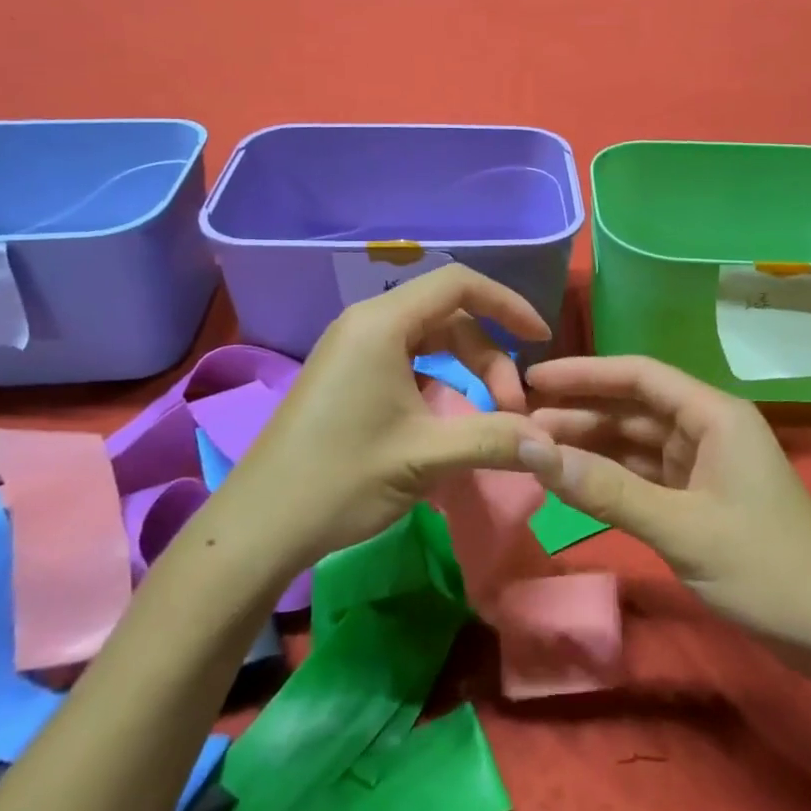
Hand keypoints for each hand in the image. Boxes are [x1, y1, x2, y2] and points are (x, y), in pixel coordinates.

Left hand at [223, 266, 557, 568]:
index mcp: (382, 323)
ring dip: (465, 369)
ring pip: (429, 339)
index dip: (507, 304)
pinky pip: (406, 358)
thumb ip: (495, 440)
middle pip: (448, 315)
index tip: (540, 338)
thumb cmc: (341, 479)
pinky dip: (438, 379)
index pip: (459, 284)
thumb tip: (553, 443)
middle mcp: (366, 322)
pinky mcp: (344, 374)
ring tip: (486, 418)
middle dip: (488, 356)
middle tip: (510, 411)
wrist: (258, 527)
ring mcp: (351, 348)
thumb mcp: (426, 457)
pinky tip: (446, 418)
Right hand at [519, 355, 810, 662]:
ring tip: (536, 450)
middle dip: (580, 413)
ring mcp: (706, 463)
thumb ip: (606, 489)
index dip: (583, 374)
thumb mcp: (680, 528)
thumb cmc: (765, 569)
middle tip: (520, 422)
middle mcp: (709, 427)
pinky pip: (647, 474)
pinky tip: (575, 480)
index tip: (532, 380)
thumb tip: (532, 451)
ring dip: (591, 445)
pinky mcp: (702, 496)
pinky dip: (612, 477)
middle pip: (633, 407)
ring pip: (636, 442)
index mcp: (715, 414)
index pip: (638, 375)